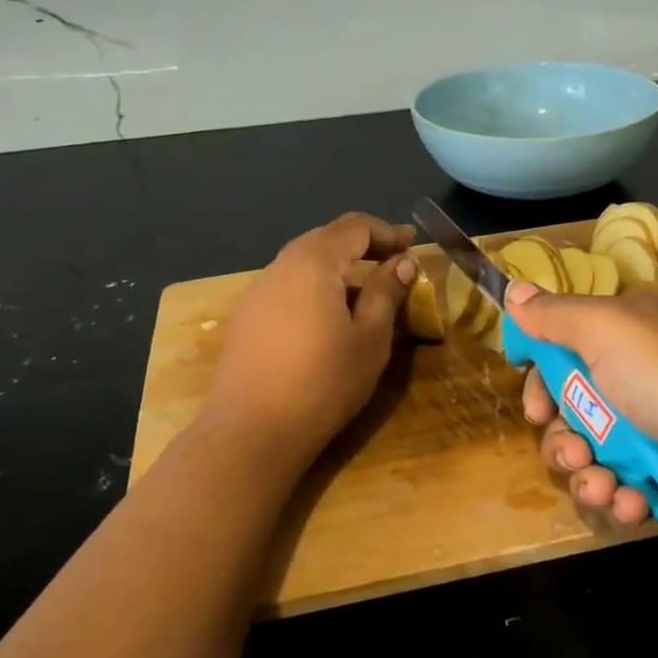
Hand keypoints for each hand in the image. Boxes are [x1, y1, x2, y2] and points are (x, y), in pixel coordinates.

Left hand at [204, 213, 416, 462]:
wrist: (252, 430)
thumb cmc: (323, 381)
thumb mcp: (370, 338)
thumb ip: (387, 293)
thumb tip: (403, 262)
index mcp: (313, 262)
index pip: (354, 227)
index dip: (386, 232)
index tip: (411, 244)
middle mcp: (280, 266)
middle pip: (325, 240)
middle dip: (362, 247)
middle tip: (393, 263)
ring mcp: (257, 293)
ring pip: (304, 265)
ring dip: (338, 270)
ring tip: (365, 294)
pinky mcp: (246, 320)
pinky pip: (288, 289)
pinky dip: (316, 290)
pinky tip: (328, 318)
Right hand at [509, 280, 657, 543]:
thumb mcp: (609, 331)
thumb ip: (555, 315)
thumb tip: (513, 289)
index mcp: (626, 333)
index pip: (563, 353)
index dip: (541, 382)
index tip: (536, 407)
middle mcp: (638, 376)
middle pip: (571, 411)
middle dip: (562, 440)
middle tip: (574, 453)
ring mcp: (657, 428)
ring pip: (593, 455)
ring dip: (588, 476)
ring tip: (606, 486)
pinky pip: (625, 487)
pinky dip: (622, 497)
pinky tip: (633, 502)